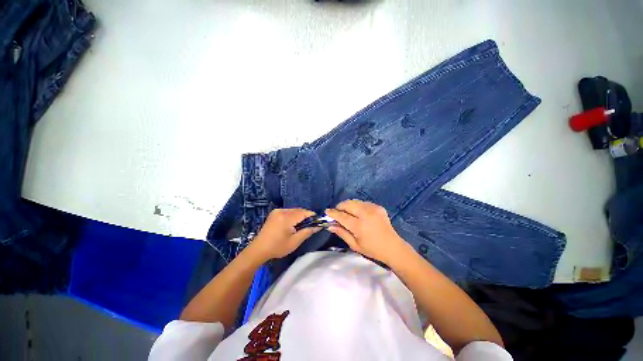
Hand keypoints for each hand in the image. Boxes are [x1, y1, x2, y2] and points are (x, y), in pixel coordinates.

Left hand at [248, 208, 319, 261]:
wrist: (259, 249)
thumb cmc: (277, 247)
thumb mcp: (294, 242)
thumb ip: (307, 232)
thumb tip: (318, 226)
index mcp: (286, 218)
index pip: (304, 212)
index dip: (312, 216)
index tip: (317, 222)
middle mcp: (282, 211)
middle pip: (299, 210)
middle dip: (306, 216)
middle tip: (309, 226)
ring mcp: (277, 211)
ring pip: (294, 210)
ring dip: (299, 216)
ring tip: (300, 226)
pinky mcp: (274, 213)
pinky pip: (288, 211)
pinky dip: (293, 216)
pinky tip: (292, 225)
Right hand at [326, 200, 407, 264]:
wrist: (393, 247)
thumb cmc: (372, 249)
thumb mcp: (354, 245)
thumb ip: (341, 233)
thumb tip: (329, 226)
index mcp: (359, 226)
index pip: (342, 216)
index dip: (333, 213)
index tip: (327, 211)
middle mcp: (366, 214)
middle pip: (348, 204)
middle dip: (340, 206)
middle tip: (337, 212)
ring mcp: (373, 209)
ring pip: (355, 201)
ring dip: (348, 205)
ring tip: (347, 212)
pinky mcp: (378, 207)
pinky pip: (363, 202)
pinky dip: (357, 206)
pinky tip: (358, 213)